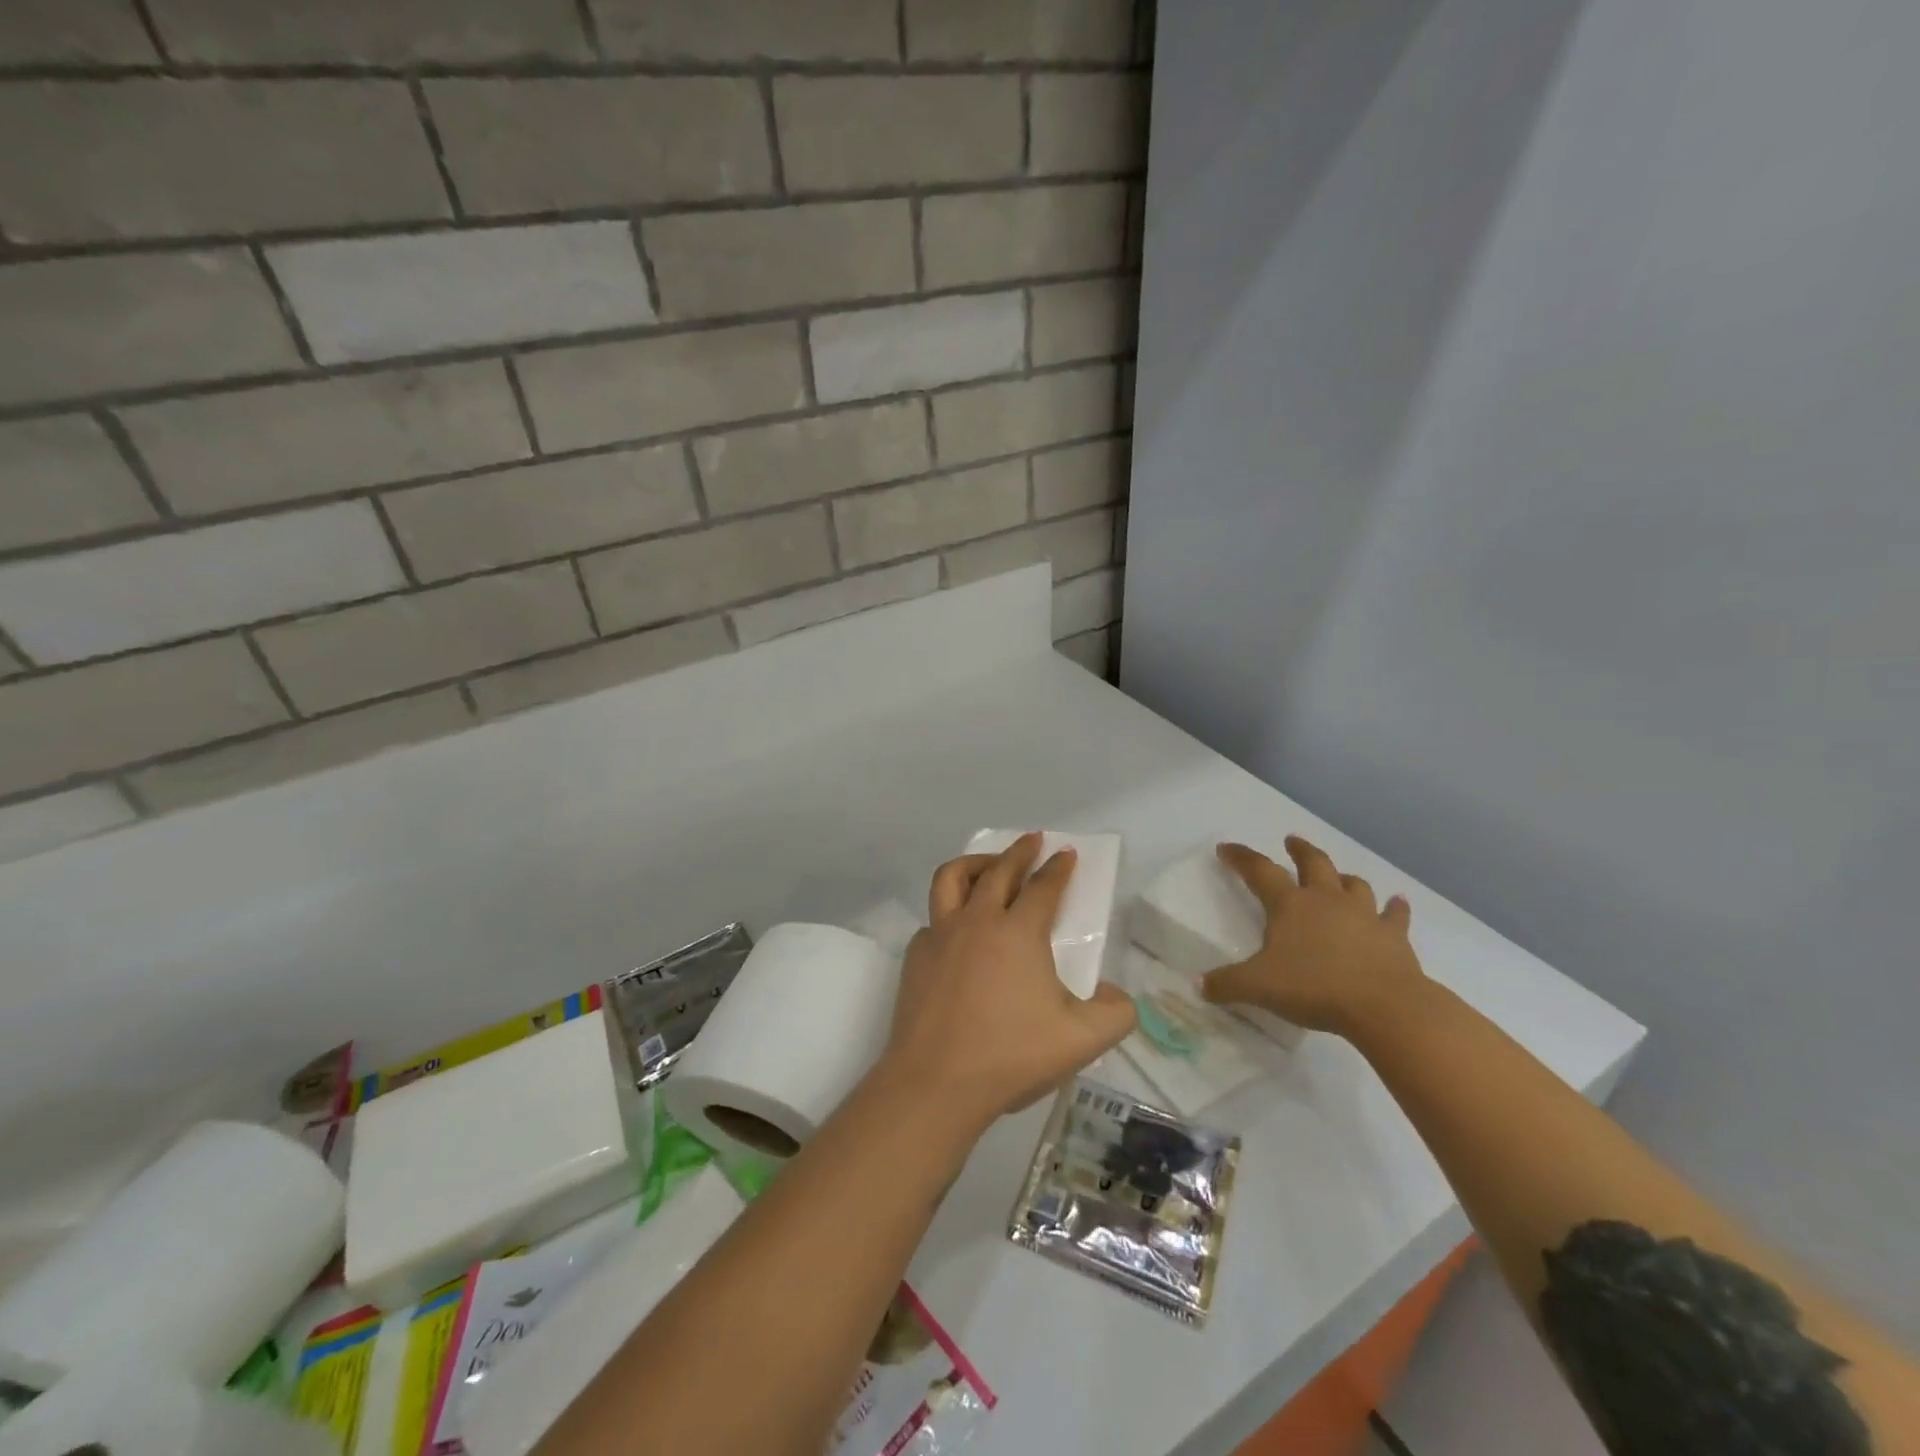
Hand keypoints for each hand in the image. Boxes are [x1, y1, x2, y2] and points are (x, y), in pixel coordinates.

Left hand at [878, 833, 1136, 1137]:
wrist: (936, 1082)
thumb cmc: (1011, 1055)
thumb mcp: (1081, 1040)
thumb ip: (1115, 1014)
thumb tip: (1118, 995)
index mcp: (1019, 932)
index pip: (1043, 887)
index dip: (1058, 868)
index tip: (1066, 852)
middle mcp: (978, 921)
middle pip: (999, 870)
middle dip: (1020, 851)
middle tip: (1032, 840)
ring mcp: (941, 935)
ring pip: (952, 878)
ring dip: (975, 863)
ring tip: (989, 863)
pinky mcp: (916, 955)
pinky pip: (933, 918)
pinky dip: (949, 911)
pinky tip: (957, 929)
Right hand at [1201, 837, 1426, 1037]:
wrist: (1384, 1006)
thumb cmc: (1314, 988)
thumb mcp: (1259, 987)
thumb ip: (1226, 984)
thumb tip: (1199, 986)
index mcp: (1290, 905)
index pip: (1259, 871)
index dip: (1240, 857)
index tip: (1226, 848)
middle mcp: (1326, 900)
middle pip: (1313, 863)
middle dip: (1299, 850)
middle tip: (1291, 841)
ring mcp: (1364, 915)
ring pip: (1353, 884)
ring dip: (1343, 878)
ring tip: (1339, 876)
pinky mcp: (1394, 936)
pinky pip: (1395, 915)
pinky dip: (1395, 907)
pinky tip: (1398, 902)